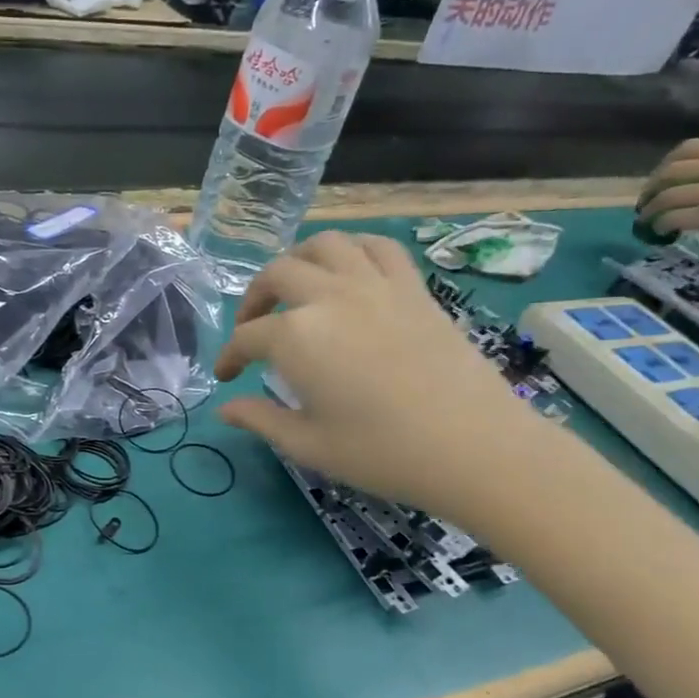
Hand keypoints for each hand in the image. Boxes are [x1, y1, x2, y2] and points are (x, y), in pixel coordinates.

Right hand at [214, 232, 550, 522]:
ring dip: (299, 261)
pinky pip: (378, 246)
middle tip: (253, 329)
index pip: (247, 338)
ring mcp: (375, 285)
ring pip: (325, 245)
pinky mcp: (413, 287)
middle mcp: (329, 297)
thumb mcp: (308, 444)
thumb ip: (260, 419)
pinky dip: (354, 250)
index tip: (226, 378)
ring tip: (295, 288)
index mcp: (296, 337)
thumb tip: (224, 409)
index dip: (229, 357)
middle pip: (277, 275)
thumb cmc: (381, 452)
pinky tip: (349, 272)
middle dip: (254, 300)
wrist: (474, 447)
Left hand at [637, 139, 698, 244]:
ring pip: (664, 197)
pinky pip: (671, 218)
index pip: (690, 147)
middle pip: (670, 171)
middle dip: (653, 186)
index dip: (668, 162)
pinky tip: (661, 231)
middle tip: (648, 199)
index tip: (662, 175)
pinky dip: (659, 224)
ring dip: (650, 209)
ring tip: (646, 219)